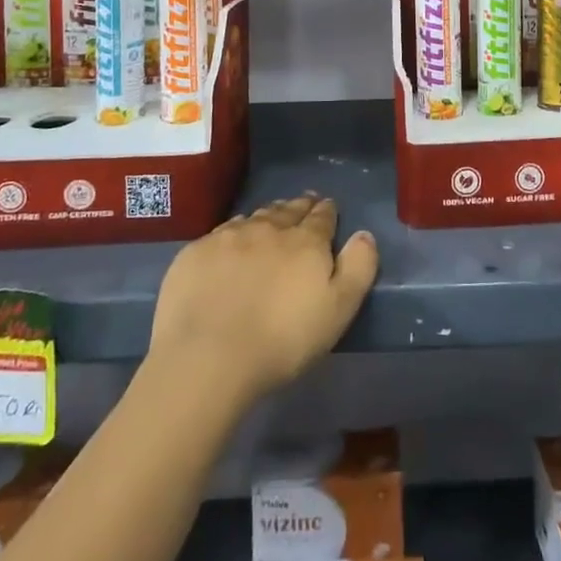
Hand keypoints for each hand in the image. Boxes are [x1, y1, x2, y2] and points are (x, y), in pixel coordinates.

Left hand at [148, 195, 378, 405]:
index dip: (327, 211)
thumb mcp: (338, 310)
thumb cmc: (283, 340)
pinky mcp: (195, 253)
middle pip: (287, 210)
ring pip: (254, 217)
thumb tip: (364, 235)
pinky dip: (233, 232)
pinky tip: (232, 242)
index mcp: (305, 241)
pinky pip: (221, 232)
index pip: (322, 216)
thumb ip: (358, 268)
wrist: (208, 356)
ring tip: (271, 218)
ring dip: (267, 216)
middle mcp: (268, 228)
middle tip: (303, 204)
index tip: (328, 207)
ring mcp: (228, 237)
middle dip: (298, 206)